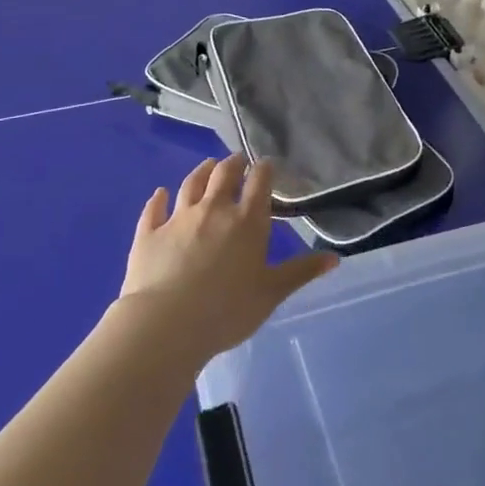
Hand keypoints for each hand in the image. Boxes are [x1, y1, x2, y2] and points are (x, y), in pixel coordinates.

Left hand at [117, 155, 336, 367]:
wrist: (166, 324)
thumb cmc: (227, 310)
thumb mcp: (272, 293)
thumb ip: (301, 272)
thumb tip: (335, 258)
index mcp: (247, 221)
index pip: (259, 183)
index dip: (264, 170)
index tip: (266, 164)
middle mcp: (213, 210)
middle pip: (223, 175)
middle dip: (233, 164)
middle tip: (237, 161)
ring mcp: (178, 219)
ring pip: (190, 185)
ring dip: (201, 172)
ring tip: (207, 165)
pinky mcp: (148, 234)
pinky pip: (154, 209)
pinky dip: (158, 198)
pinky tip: (159, 193)